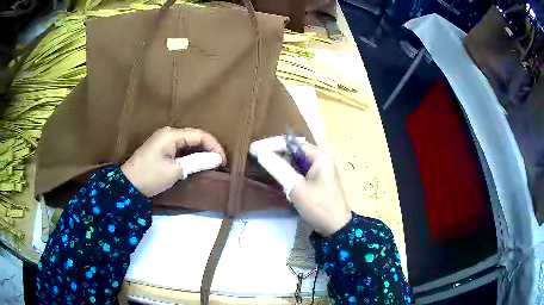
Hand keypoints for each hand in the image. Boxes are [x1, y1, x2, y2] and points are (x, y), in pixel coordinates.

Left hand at [121, 127, 225, 196]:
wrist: (127, 185)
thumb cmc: (151, 176)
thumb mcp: (175, 170)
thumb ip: (197, 162)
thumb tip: (217, 158)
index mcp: (172, 134)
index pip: (200, 135)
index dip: (214, 146)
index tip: (223, 162)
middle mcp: (168, 133)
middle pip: (194, 136)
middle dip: (208, 148)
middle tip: (219, 163)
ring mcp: (163, 140)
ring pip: (187, 143)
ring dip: (200, 152)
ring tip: (210, 164)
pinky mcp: (160, 149)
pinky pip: (180, 148)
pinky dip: (190, 155)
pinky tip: (195, 163)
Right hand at [250, 137, 351, 235]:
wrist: (336, 227)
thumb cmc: (318, 206)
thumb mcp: (296, 188)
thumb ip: (278, 168)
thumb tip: (260, 153)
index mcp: (320, 156)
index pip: (292, 143)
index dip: (272, 144)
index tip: (254, 149)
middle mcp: (321, 159)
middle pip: (295, 149)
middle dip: (275, 151)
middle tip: (256, 155)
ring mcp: (320, 169)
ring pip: (296, 159)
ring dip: (281, 160)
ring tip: (263, 161)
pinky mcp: (317, 179)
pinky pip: (299, 169)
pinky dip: (288, 169)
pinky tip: (276, 171)